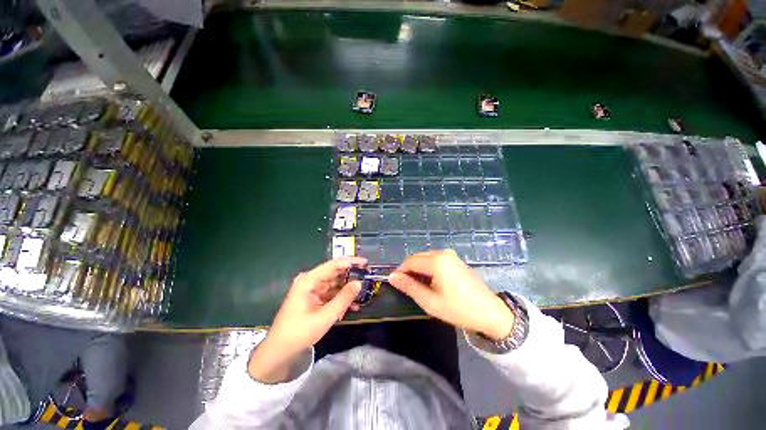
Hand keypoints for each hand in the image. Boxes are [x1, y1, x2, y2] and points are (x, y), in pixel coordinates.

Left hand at [248, 257, 366, 382]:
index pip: (333, 265)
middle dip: (351, 275)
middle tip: (368, 277)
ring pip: (335, 283)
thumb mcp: (324, 317)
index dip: (350, 262)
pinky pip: (331, 293)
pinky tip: (353, 305)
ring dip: (348, 289)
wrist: (279, 352)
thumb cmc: (299, 333)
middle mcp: (310, 281)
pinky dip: (341, 298)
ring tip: (363, 293)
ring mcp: (312, 289)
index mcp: (308, 280)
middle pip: (335, 272)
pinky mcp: (314, 298)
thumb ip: (343, 299)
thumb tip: (359, 283)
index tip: (366, 263)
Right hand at [388, 250, 513, 340]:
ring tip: (419, 286)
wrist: (490, 312)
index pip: (410, 261)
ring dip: (418, 269)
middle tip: (407, 287)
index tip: (396, 284)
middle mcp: (442, 253)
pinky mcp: (455, 259)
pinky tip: (431, 281)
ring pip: (425, 258)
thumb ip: (409, 287)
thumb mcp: (430, 302)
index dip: (400, 271)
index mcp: (436, 261)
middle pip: (417, 257)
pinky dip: (428, 268)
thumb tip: (392, 277)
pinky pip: (435, 259)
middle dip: (409, 270)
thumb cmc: (458, 309)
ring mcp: (450, 255)